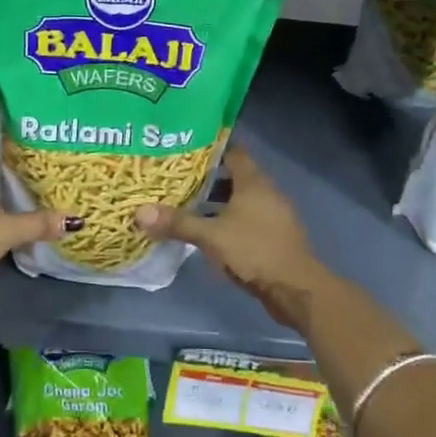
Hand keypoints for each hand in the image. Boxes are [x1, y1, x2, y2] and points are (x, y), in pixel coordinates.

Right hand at [134, 147, 331, 328]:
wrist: (296, 289)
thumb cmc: (254, 251)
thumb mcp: (211, 236)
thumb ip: (177, 223)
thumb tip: (139, 212)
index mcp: (253, 182)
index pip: (233, 152)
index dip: (211, 148)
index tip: (186, 147)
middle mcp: (266, 192)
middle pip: (235, 176)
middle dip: (208, 177)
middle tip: (178, 177)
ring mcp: (273, 215)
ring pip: (240, 200)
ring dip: (218, 201)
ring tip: (187, 203)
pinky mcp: (274, 236)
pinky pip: (247, 219)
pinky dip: (228, 219)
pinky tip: (209, 231)